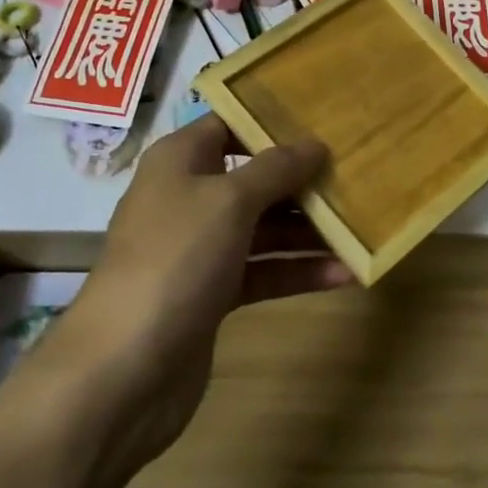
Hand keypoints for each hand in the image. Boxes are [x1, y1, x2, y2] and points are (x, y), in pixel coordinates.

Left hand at [17, 115, 348, 478]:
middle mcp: (188, 198)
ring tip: (362, 224)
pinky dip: (297, 271)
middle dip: (302, 179)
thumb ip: (275, 169)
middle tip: (358, 173)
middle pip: (253, 178)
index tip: (325, 121)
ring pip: (263, 228)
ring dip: (308, 229)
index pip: (229, 125)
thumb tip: (314, 143)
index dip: (273, 121)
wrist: (125, 367)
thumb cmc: (176, 259)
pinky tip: (345, 273)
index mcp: (180, 161)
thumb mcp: (229, 201)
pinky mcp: (212, 294)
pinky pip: (263, 271)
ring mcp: (199, 249)